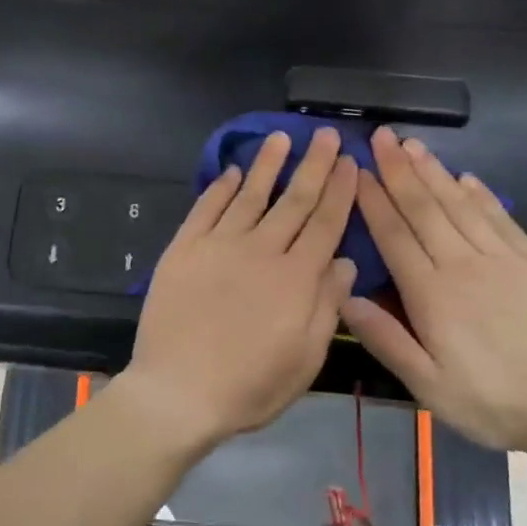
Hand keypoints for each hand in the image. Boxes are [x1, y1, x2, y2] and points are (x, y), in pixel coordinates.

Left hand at [125, 128, 358, 448]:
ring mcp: (219, 245)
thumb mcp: (305, 359)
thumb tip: (345, 262)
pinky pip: (206, 209)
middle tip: (323, 133)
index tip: (349, 161)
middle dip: (313, 164)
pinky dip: (220, 188)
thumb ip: (327, 306)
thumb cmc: (249, 386)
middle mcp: (261, 250)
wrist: (177, 391)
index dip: (340, 190)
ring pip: (250, 194)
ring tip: (280, 137)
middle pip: (294, 200)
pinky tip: (231, 172)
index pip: (325, 223)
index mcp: (296, 278)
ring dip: (267, 164)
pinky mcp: (184, 249)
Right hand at [340, 127, 526, 453]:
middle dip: (400, 170)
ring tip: (414, 145)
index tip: (358, 169)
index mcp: (432, 294)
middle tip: (382, 137)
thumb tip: (345, 296)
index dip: (374, 200)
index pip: (394, 235)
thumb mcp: (429, 387)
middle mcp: (464, 265)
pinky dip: (481, 194)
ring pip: (461, 205)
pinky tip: (467, 178)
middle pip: (425, 209)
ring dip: (435, 172)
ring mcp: (504, 259)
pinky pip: (501, 218)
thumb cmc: (495, 403)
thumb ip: (386, 339)